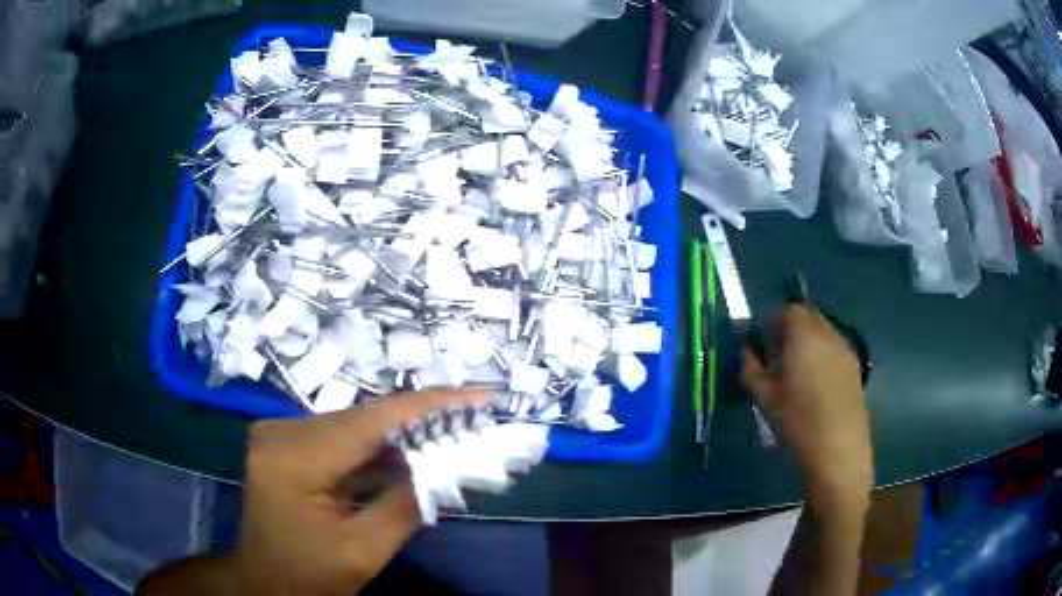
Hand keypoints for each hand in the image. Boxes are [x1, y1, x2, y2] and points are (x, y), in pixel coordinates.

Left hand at [235, 389, 490, 595]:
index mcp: (293, 459)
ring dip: (404, 434)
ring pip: (356, 427)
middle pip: (364, 419)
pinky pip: (343, 440)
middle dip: (422, 420)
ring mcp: (282, 435)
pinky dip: (380, 450)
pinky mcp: (289, 445)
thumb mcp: (362, 552)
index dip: (429, 405)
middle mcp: (281, 432)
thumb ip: (406, 505)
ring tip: (454, 432)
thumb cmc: (308, 577)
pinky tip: (415, 453)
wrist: (265, 583)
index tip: (480, 395)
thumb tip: (450, 464)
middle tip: (474, 418)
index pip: (371, 420)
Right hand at [741, 305, 872, 512]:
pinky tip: (816, 386)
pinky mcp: (855, 368)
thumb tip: (746, 352)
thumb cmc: (798, 423)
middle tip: (778, 357)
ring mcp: (846, 350)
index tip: (763, 346)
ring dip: (808, 342)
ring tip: (797, 373)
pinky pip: (835, 348)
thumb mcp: (764, 398)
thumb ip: (750, 369)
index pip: (788, 310)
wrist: (839, 451)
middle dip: (791, 329)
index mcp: (804, 336)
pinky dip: (822, 355)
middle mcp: (828, 335)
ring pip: (824, 332)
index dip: (772, 322)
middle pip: (808, 316)